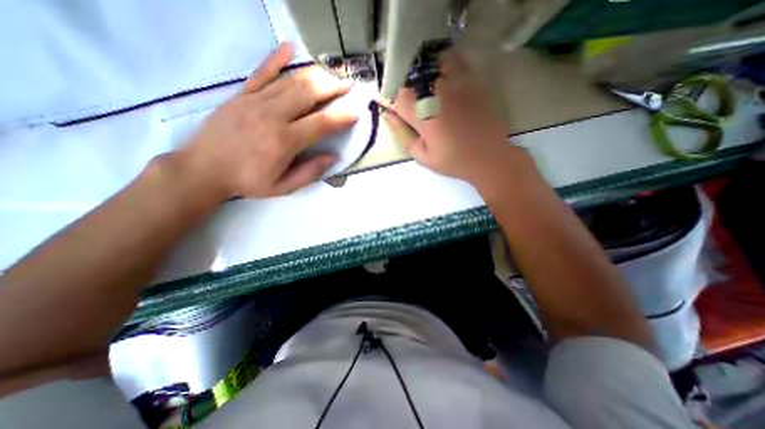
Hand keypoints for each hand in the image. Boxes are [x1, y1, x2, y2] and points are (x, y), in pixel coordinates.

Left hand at [178, 42, 358, 198]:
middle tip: (348, 84)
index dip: (340, 118)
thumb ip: (309, 173)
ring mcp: (255, 102)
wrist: (203, 169)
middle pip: (308, 94)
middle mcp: (272, 116)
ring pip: (290, 81)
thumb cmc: (248, 181)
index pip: (321, 123)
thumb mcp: (283, 187)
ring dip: (314, 75)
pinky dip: (276, 58)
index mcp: (284, 141)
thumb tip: (332, 157)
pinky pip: (261, 72)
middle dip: (332, 87)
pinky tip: (289, 47)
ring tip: (331, 72)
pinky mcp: (241, 95)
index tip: (355, 113)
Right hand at [385, 49, 529, 186]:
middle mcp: (440, 94)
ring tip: (425, 88)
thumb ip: (403, 135)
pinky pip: (454, 61)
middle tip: (409, 101)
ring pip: (432, 62)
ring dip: (424, 72)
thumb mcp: (423, 157)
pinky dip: (443, 66)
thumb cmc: (454, 161)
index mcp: (426, 117)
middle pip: (413, 76)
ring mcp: (459, 83)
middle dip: (405, 86)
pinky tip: (443, 82)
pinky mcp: (474, 80)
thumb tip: (389, 115)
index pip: (398, 96)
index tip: (393, 108)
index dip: (391, 100)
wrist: (490, 157)